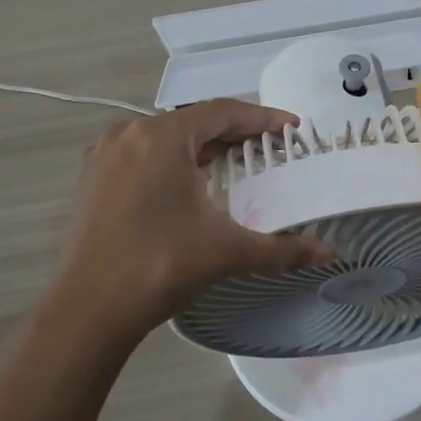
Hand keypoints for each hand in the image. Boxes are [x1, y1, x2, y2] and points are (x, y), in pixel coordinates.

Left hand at [49, 99, 334, 349]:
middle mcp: (131, 133)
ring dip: (201, 144)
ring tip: (233, 160)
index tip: (291, 128)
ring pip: (165, 135)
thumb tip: (331, 254)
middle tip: (269, 146)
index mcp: (164, 137)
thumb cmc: (161, 266)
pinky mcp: (91, 176)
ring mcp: (105, 153)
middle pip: (194, 121)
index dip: (261, 118)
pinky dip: (170, 158)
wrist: (89, 308)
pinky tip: (185, 181)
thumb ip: (283, 249)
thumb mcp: (227, 251)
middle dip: (234, 131)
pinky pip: (141, 153)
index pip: (223, 112)